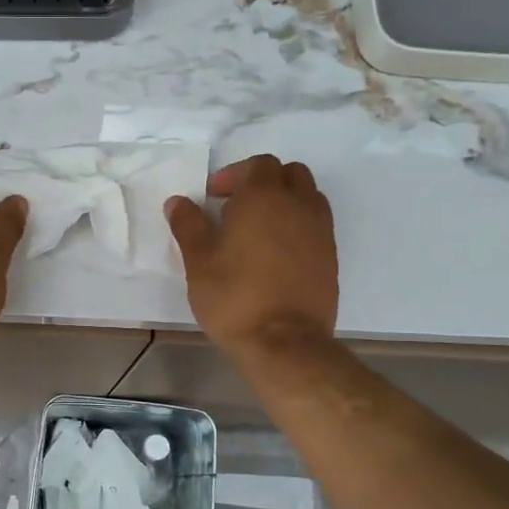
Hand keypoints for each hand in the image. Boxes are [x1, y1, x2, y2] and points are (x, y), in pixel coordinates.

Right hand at [166, 156, 337, 354]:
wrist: (284, 342)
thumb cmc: (234, 297)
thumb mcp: (199, 261)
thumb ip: (189, 225)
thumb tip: (177, 202)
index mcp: (265, 197)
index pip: (258, 165)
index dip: (234, 175)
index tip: (213, 197)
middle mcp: (299, 205)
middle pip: (289, 174)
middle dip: (263, 182)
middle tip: (236, 207)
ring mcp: (320, 231)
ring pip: (308, 197)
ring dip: (284, 202)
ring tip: (258, 229)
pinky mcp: (331, 257)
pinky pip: (316, 225)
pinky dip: (297, 226)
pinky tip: (275, 254)